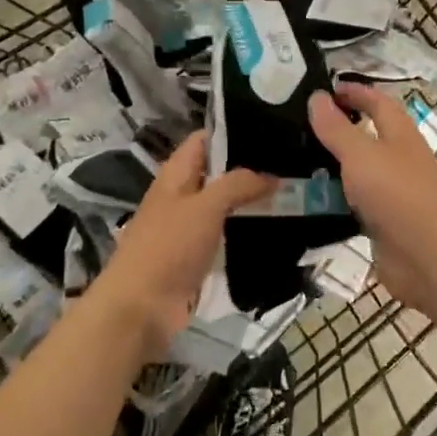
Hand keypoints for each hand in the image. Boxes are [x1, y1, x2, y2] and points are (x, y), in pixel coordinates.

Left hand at [84, 132, 274, 358]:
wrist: (142, 307)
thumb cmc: (169, 247)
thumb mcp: (205, 206)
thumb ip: (238, 184)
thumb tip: (271, 175)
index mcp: (175, 174)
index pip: (205, 139)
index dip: (234, 130)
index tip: (271, 128)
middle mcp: (181, 195)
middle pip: (218, 172)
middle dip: (251, 168)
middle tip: (294, 163)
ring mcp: (188, 227)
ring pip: (225, 205)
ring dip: (252, 201)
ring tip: (295, 193)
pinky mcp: (197, 256)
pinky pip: (226, 235)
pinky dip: (247, 231)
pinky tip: (278, 229)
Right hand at [308, 83, 436, 313]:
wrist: (430, 258)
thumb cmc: (399, 195)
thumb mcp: (362, 155)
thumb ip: (337, 128)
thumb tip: (317, 97)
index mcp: (400, 135)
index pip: (377, 102)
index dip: (354, 92)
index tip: (323, 88)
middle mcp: (397, 159)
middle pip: (366, 137)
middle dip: (335, 129)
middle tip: (294, 125)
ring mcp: (390, 193)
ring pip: (356, 172)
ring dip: (329, 166)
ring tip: (288, 160)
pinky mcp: (381, 222)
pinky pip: (351, 204)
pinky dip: (331, 199)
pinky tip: (304, 200)